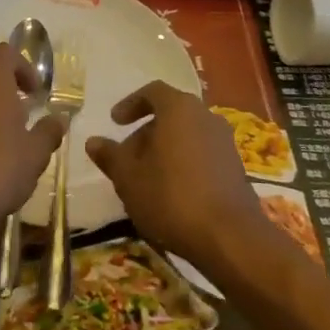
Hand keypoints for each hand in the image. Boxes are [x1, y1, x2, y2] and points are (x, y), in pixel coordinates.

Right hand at [85, 81, 268, 270]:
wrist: (230, 238)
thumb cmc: (171, 197)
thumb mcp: (128, 177)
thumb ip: (110, 155)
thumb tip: (93, 141)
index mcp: (179, 109)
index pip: (153, 91)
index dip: (131, 104)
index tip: (115, 122)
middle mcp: (206, 117)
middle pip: (171, 115)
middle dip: (146, 132)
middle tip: (127, 157)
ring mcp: (225, 142)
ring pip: (187, 136)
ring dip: (165, 150)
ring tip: (147, 178)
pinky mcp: (236, 168)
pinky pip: (202, 155)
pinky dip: (184, 164)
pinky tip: (172, 193)